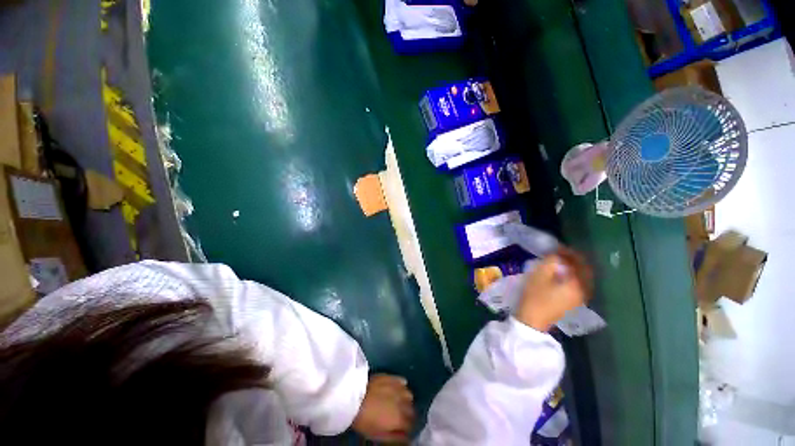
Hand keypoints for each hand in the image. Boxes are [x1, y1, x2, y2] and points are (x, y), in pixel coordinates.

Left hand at [352, 374, 414, 442]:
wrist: (348, 396)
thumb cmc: (361, 419)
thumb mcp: (376, 435)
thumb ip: (394, 438)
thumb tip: (406, 438)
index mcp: (402, 420)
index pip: (411, 425)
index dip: (405, 428)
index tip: (398, 428)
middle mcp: (405, 405)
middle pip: (411, 411)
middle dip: (405, 414)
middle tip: (394, 416)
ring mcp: (400, 390)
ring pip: (408, 397)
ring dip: (404, 400)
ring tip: (393, 402)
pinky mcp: (392, 378)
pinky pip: (401, 383)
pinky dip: (400, 387)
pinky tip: (392, 390)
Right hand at [516, 247, 592, 331]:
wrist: (532, 323)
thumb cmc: (535, 297)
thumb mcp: (541, 272)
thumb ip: (554, 258)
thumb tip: (561, 255)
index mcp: (577, 282)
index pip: (577, 260)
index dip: (567, 251)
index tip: (556, 248)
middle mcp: (584, 289)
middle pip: (585, 268)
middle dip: (575, 259)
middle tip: (562, 255)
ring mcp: (582, 298)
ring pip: (585, 276)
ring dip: (577, 268)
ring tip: (564, 264)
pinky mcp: (577, 303)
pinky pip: (583, 285)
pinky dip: (578, 277)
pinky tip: (568, 276)